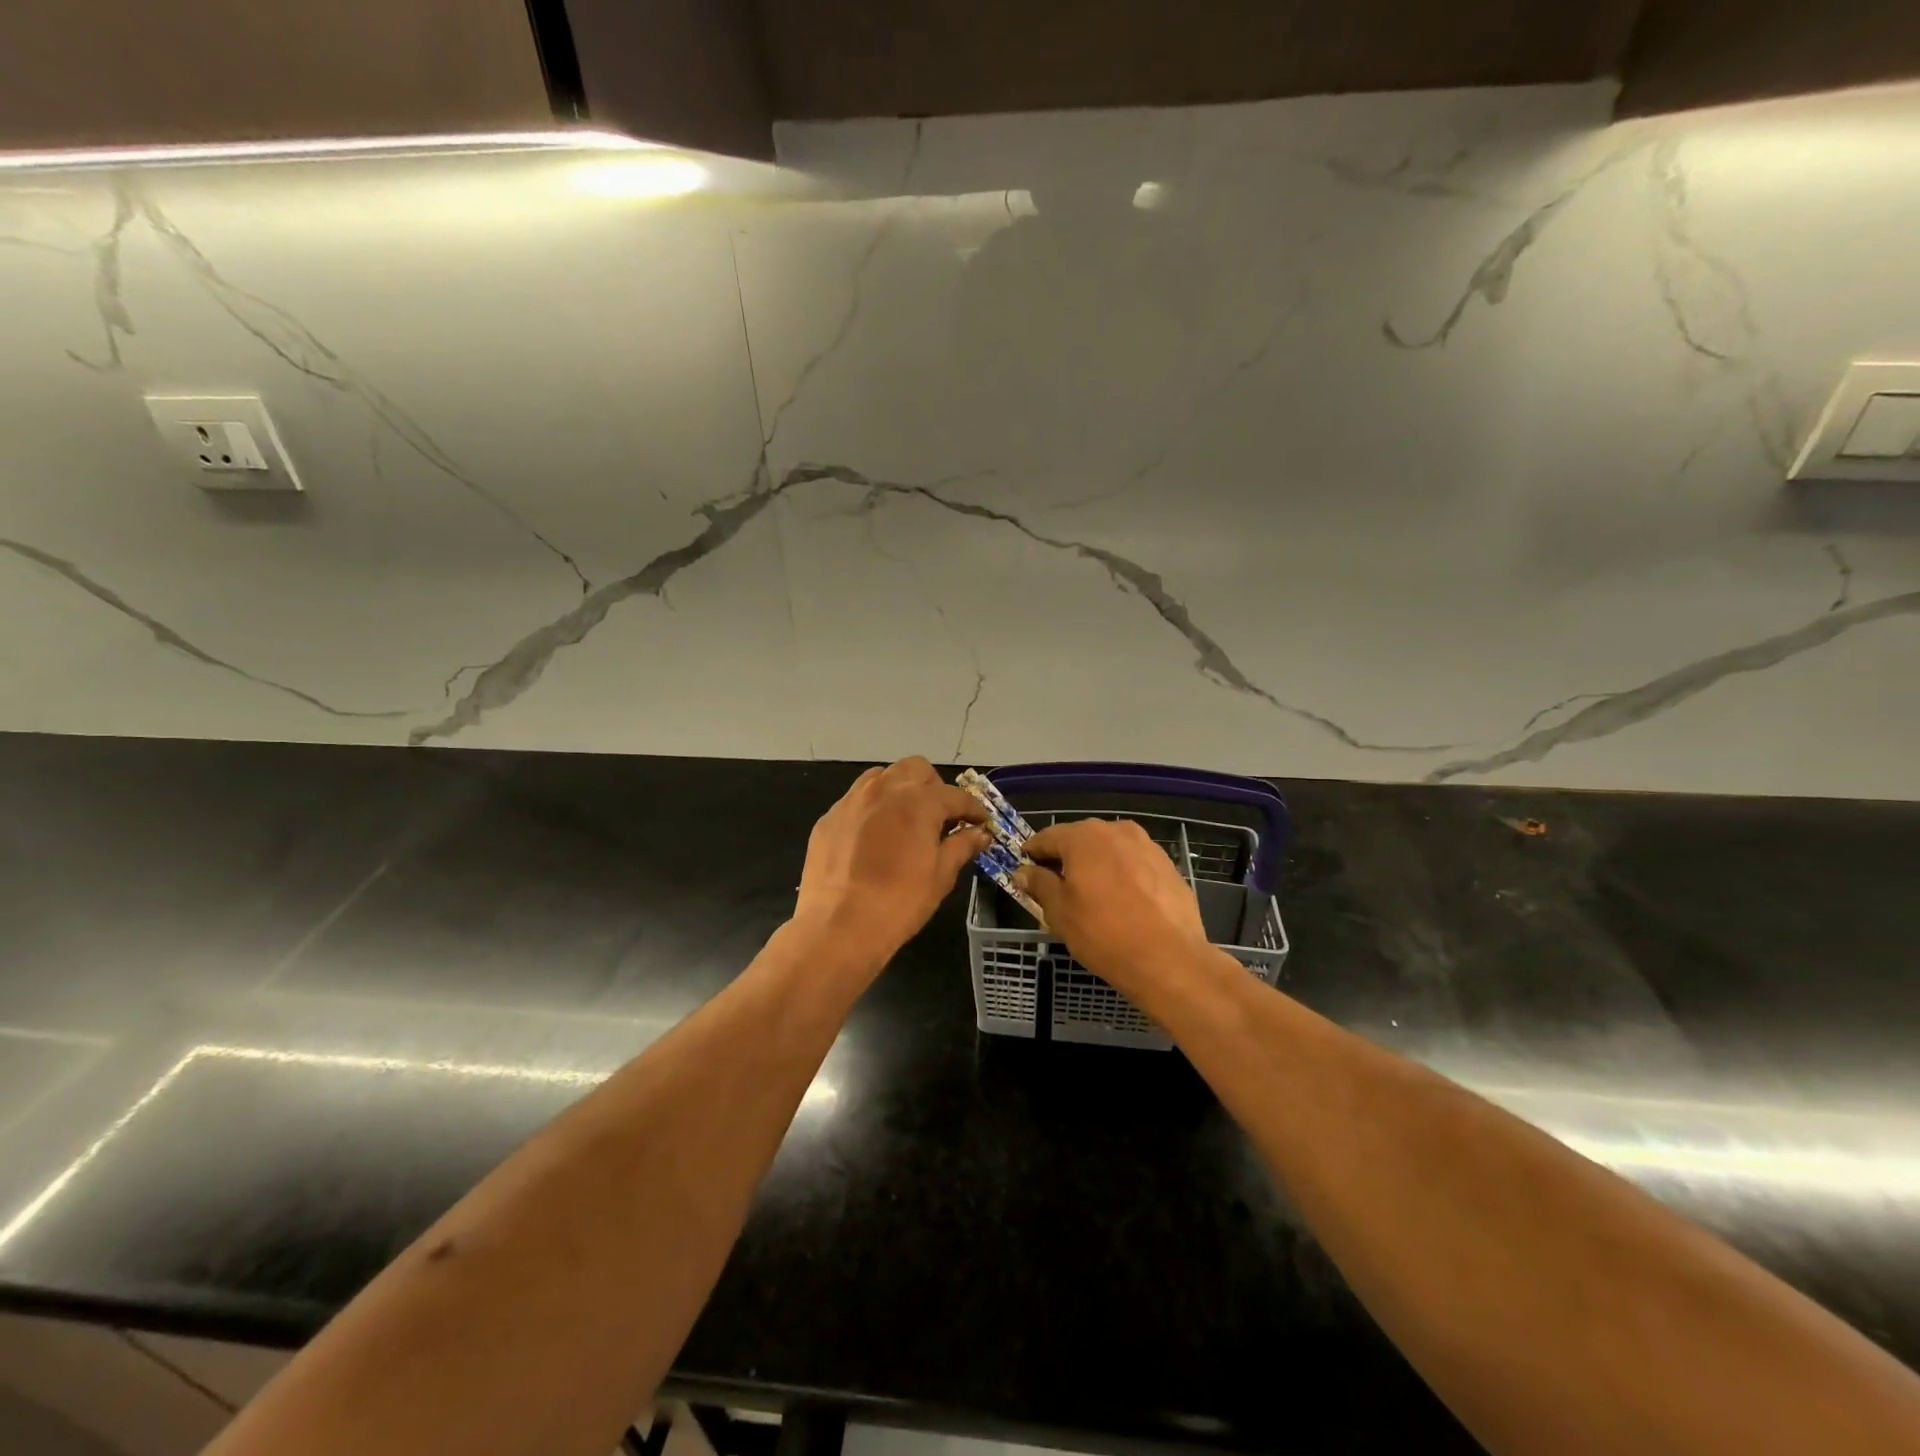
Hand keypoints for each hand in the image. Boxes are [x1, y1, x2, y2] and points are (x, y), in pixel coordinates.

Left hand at [793, 758, 988, 970]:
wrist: (838, 926)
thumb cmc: (899, 902)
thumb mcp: (940, 876)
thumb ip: (961, 846)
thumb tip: (980, 833)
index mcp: (918, 801)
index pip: (955, 795)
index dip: (972, 809)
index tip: (981, 822)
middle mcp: (884, 790)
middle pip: (916, 769)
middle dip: (934, 787)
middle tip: (941, 817)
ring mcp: (852, 801)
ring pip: (882, 777)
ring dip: (900, 790)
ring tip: (906, 820)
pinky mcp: (829, 818)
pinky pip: (856, 800)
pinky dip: (872, 809)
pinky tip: (874, 838)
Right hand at [1015, 819, 1210, 996]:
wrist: (1170, 960)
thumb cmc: (1104, 934)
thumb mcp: (1059, 912)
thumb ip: (1039, 884)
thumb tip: (1024, 871)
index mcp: (1084, 837)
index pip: (1047, 837)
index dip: (1032, 854)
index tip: (1025, 872)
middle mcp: (1116, 830)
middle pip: (1080, 840)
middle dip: (1065, 859)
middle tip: (1056, 888)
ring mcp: (1146, 845)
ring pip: (1109, 850)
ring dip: (1096, 866)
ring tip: (1091, 897)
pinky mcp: (1168, 865)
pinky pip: (1133, 864)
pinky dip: (1122, 875)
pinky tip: (1122, 903)